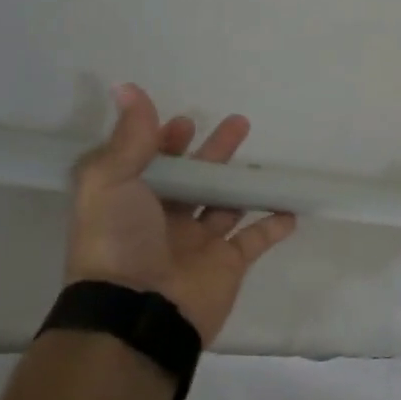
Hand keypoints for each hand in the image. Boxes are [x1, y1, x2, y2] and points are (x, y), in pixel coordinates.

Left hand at [65, 83, 295, 343]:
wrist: (139, 312)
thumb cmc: (119, 241)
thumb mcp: (111, 180)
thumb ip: (129, 136)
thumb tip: (126, 87)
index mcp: (132, 202)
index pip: (151, 164)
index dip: (165, 142)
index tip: (184, 123)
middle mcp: (164, 221)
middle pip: (195, 179)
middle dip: (214, 152)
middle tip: (238, 124)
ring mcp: (198, 244)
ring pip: (225, 206)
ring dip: (243, 185)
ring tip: (262, 164)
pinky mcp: (227, 264)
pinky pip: (255, 240)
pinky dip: (273, 225)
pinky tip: (289, 207)